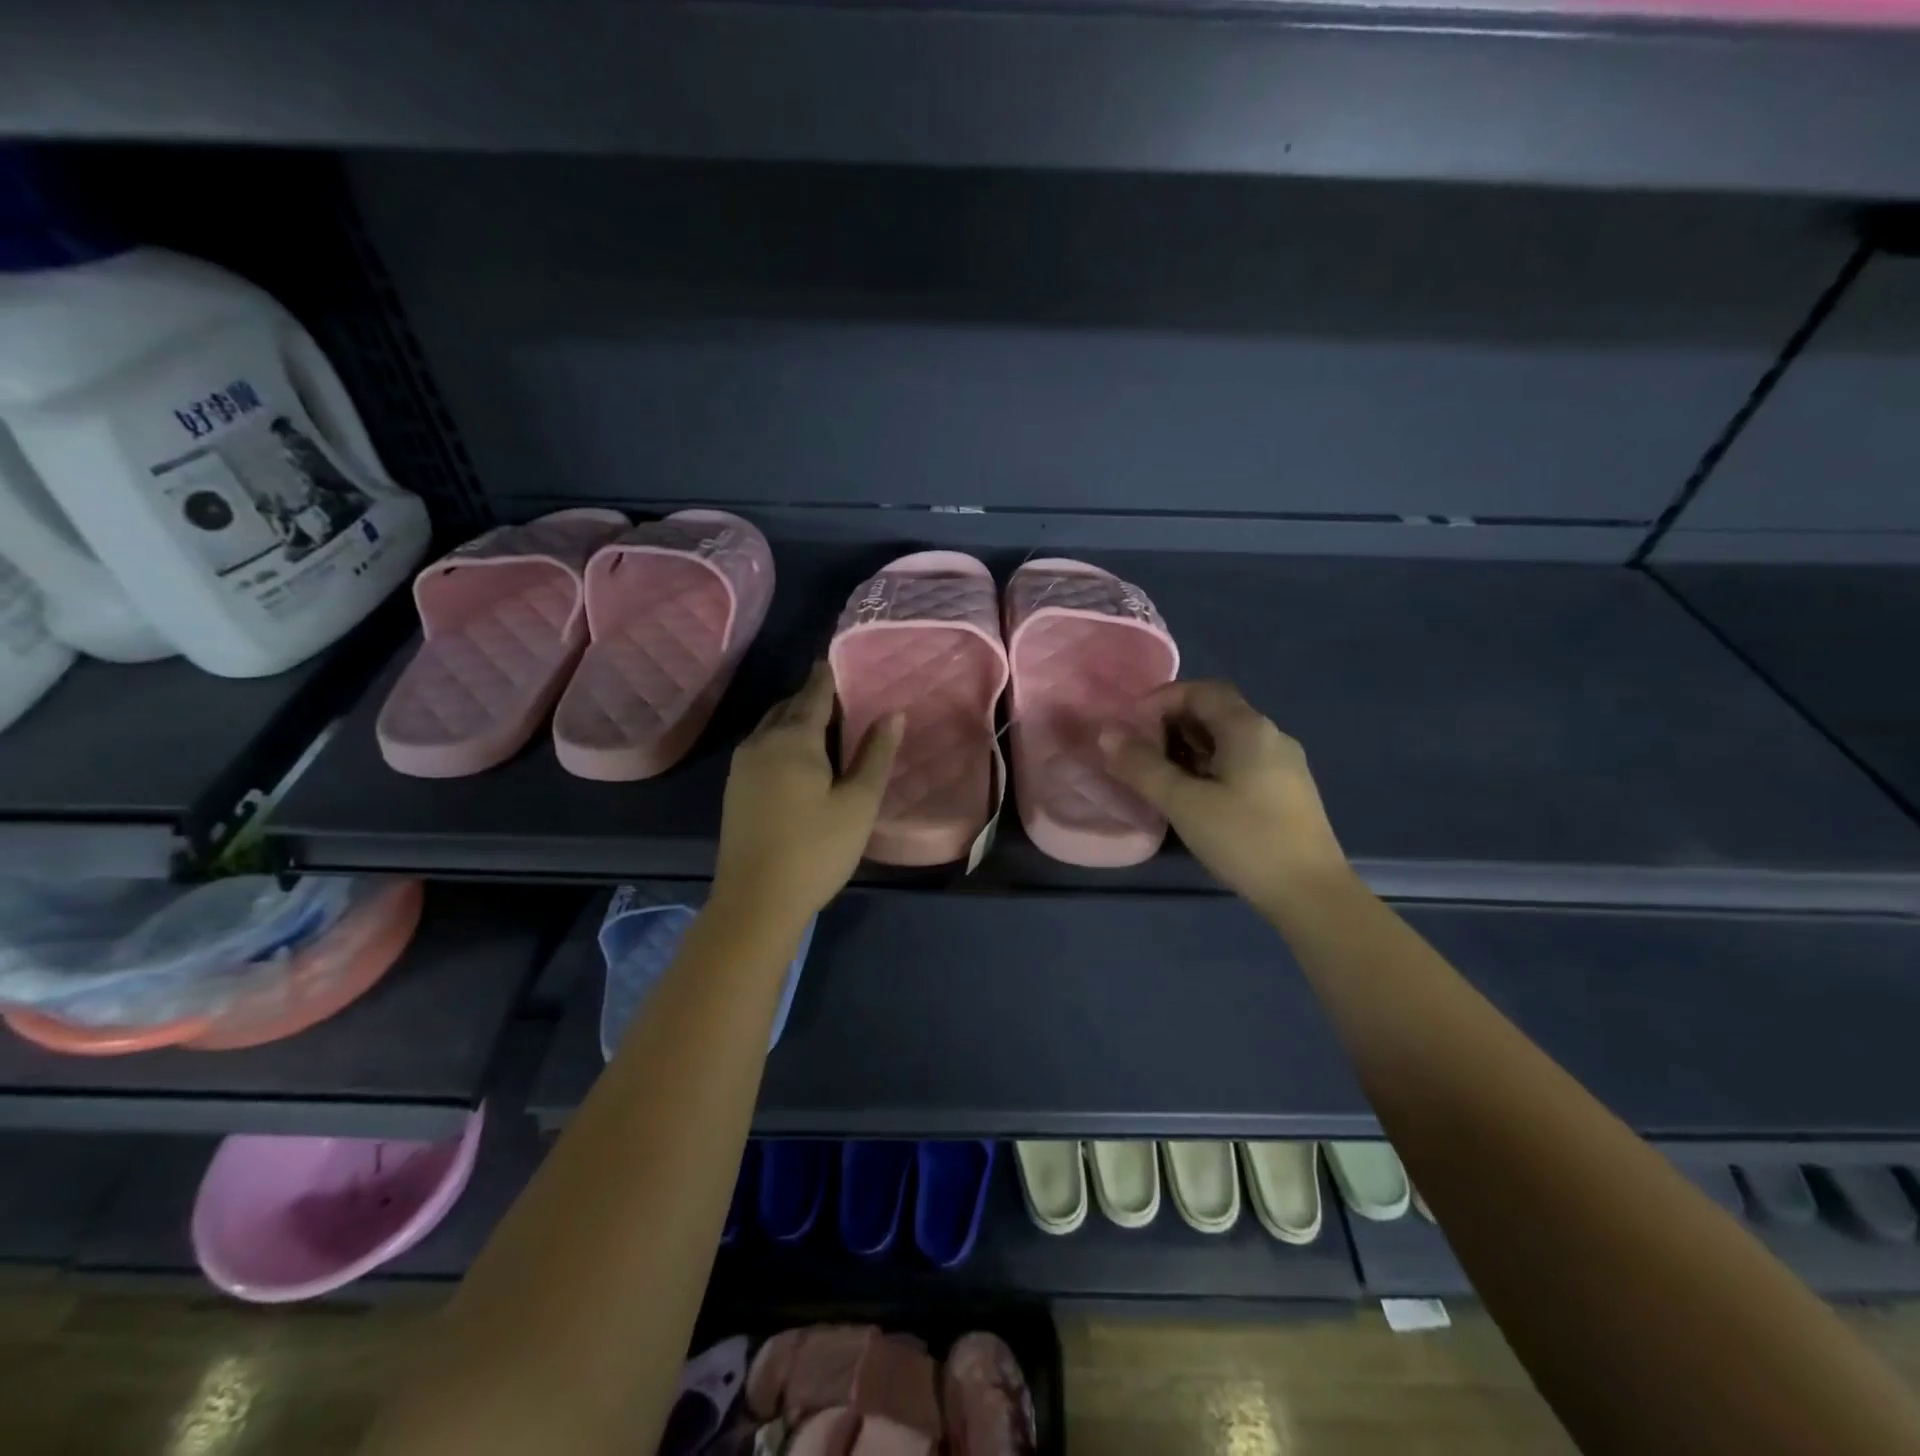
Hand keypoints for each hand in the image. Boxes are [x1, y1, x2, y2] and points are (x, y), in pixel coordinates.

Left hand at [712, 663, 903, 930]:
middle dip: (811, 696)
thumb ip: (875, 754)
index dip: (827, 677)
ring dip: (794, 718)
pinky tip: (796, 756)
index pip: (814, 695)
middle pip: (788, 707)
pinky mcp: (735, 788)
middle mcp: (761, 743)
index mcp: (793, 740)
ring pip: (770, 727)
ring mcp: (742, 766)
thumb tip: (893, 714)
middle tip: (838, 693)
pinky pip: (761, 746)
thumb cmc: (816, 849)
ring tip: (821, 721)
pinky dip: (781, 739)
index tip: (835, 660)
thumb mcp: (858, 803)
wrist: (756, 900)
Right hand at [1101, 679, 1347, 907]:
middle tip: (1139, 753)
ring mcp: (1283, 764)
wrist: (1311, 893)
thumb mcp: (1184, 803)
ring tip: (1159, 776)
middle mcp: (1270, 735)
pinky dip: (1209, 767)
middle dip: (1172, 724)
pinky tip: (1194, 797)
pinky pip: (1240, 762)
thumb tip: (1107, 735)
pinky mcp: (1286, 791)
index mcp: (1249, 728)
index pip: (1201, 690)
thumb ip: (1142, 767)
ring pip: (1227, 740)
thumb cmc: (1245, 840)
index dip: (1161, 700)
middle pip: (1215, 712)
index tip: (1131, 726)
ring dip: (1189, 748)